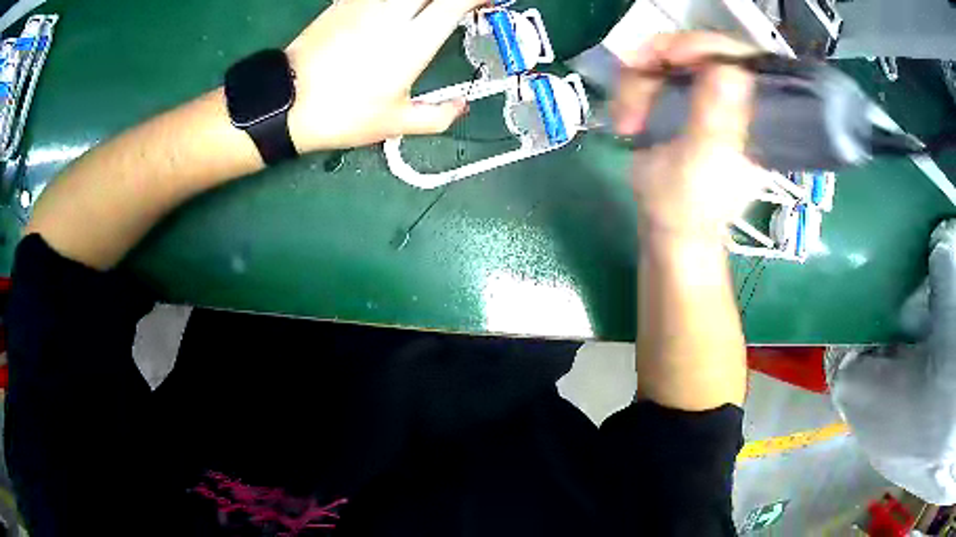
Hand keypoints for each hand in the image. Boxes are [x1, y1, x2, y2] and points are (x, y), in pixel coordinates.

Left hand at [285, 0, 486, 152]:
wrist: (286, 103)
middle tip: (456, 7)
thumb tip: (460, 108)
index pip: (458, 0)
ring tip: (424, 12)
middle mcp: (394, 12)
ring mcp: (366, 3)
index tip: (485, 4)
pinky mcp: (344, 3)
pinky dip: (393, 2)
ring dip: (421, 0)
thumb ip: (437, 116)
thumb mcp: (395, 124)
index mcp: (415, 39)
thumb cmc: (342, 114)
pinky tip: (393, 12)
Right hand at [613, 33, 764, 240]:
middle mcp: (731, 98)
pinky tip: (627, 120)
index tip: (671, 56)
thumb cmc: (687, 206)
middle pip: (698, 49)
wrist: (668, 229)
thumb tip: (732, 68)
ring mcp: (704, 97)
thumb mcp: (700, 164)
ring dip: (638, 83)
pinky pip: (652, 74)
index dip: (705, 46)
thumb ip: (715, 119)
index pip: (738, 57)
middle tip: (633, 74)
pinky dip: (632, 92)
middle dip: (659, 60)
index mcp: (751, 115)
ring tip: (627, 119)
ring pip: (668, 59)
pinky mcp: (680, 101)